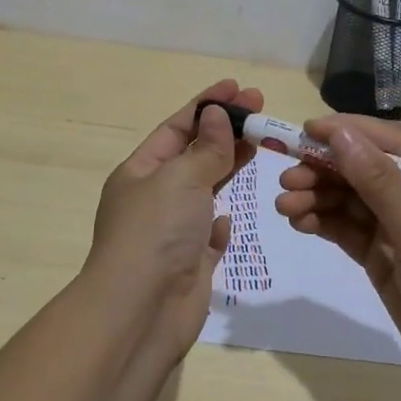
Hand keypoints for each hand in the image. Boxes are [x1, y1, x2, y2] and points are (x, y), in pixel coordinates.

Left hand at [87, 79, 260, 360]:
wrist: (140, 313)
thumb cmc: (155, 233)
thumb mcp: (180, 178)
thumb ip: (205, 148)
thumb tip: (216, 115)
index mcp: (139, 172)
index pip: (177, 127)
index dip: (207, 105)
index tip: (238, 88)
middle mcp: (153, 198)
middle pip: (193, 155)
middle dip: (225, 131)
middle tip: (261, 110)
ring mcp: (171, 232)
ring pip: (205, 191)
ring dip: (228, 169)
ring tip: (261, 145)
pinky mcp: (190, 264)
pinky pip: (208, 234)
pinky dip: (220, 223)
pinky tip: (228, 219)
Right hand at [275, 115, 400, 400]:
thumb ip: (380, 184)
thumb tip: (340, 134)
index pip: (388, 142)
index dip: (347, 131)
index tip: (305, 130)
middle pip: (363, 170)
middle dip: (324, 169)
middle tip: (286, 179)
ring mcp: (400, 231)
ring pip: (351, 201)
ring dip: (317, 197)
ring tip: (284, 206)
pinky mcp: (385, 260)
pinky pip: (348, 231)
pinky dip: (323, 223)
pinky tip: (299, 222)